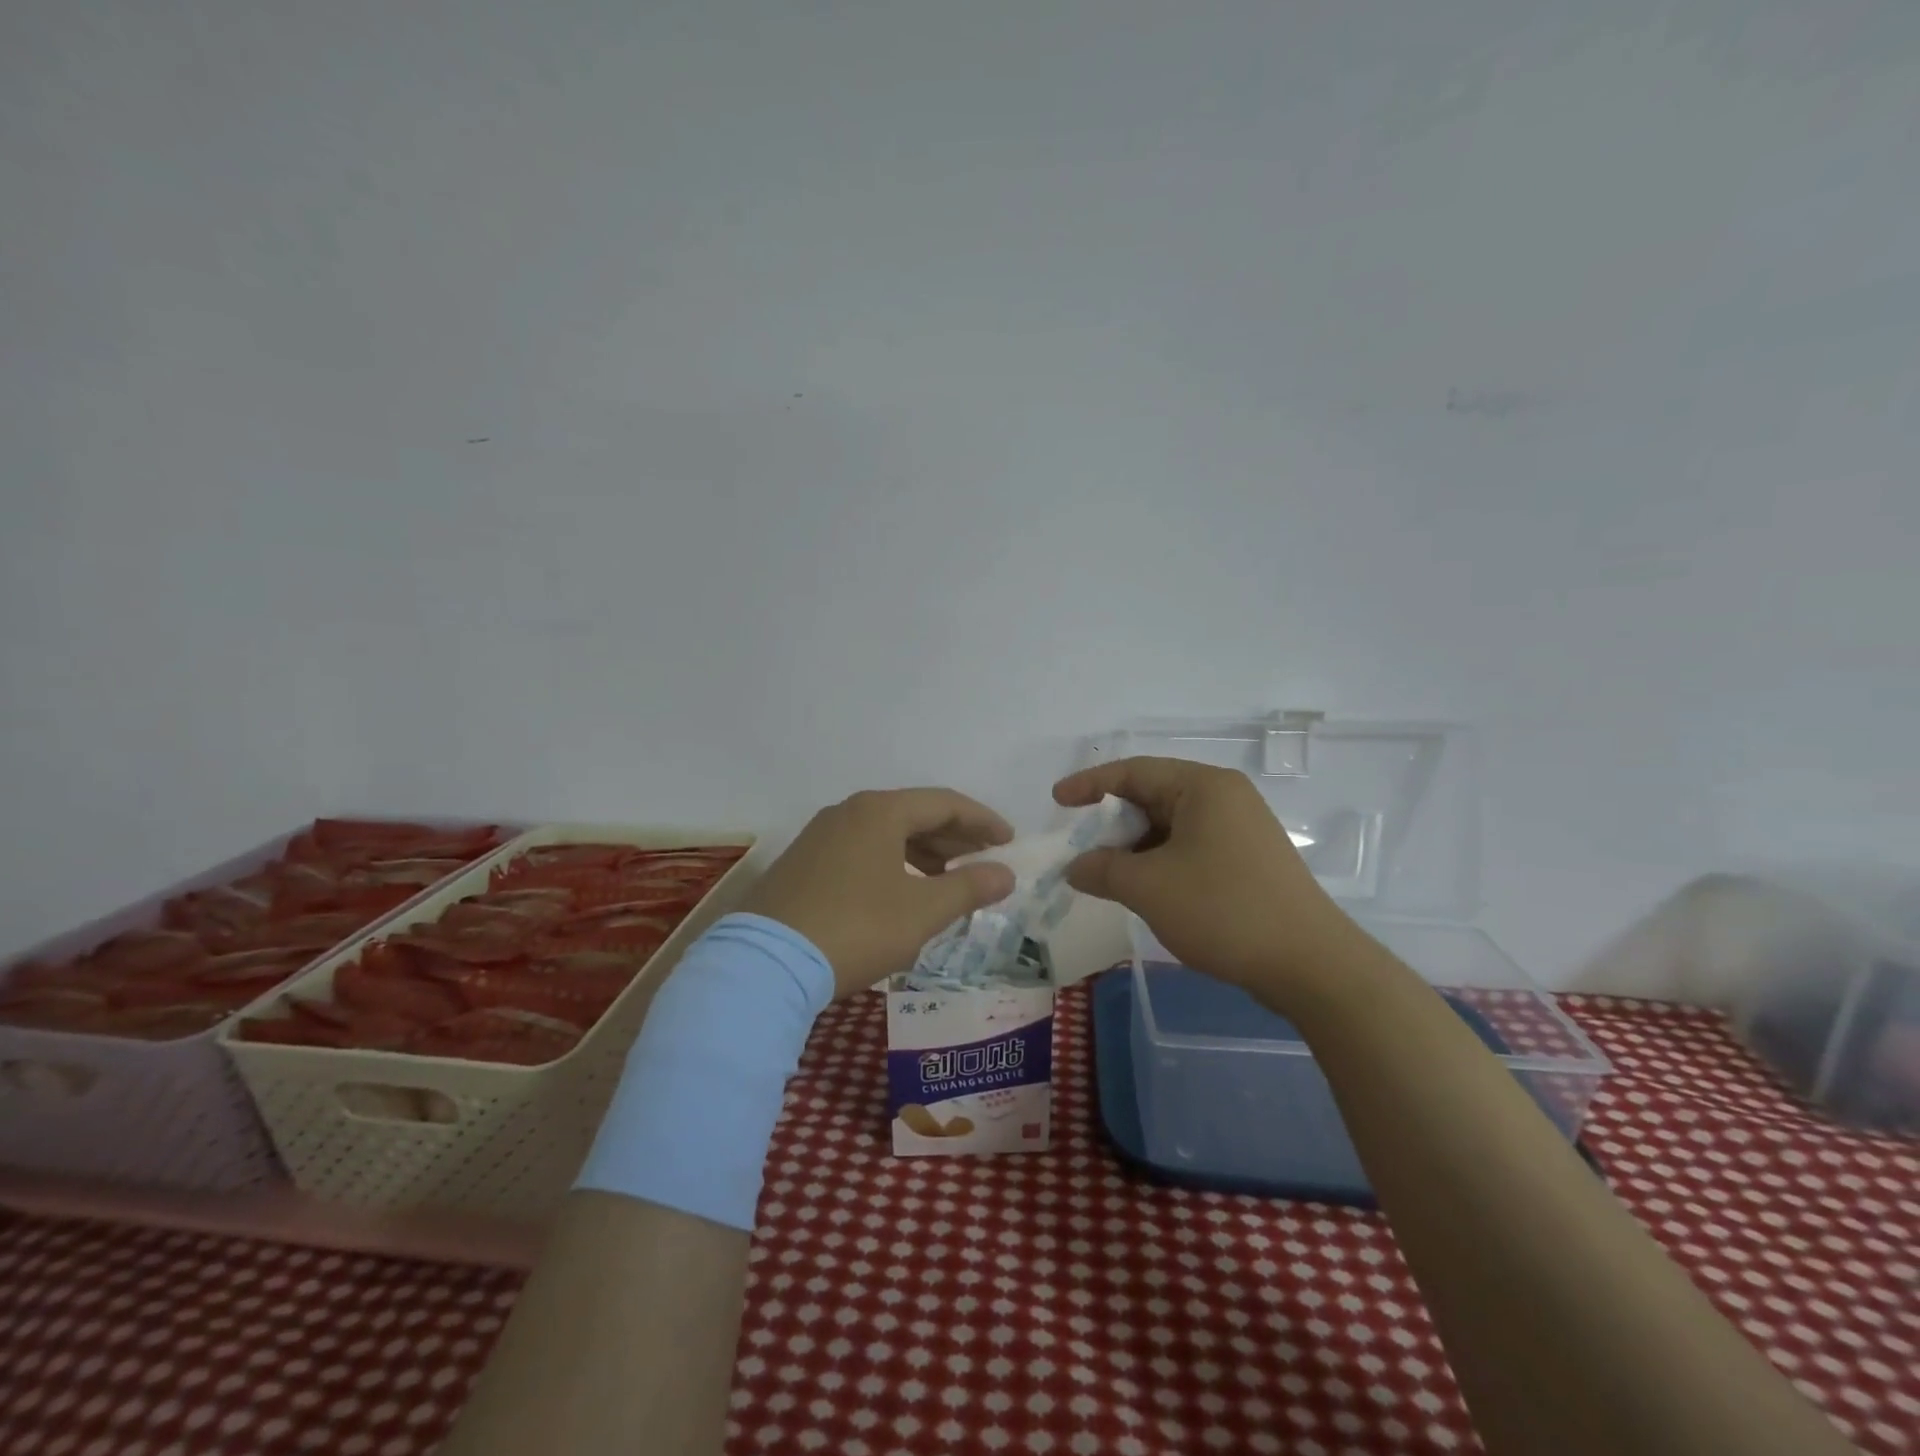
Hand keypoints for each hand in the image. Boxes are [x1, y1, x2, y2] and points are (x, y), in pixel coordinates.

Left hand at [739, 789, 1016, 997]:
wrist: (766, 964)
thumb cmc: (857, 928)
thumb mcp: (922, 911)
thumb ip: (969, 888)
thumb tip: (1005, 873)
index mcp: (879, 811)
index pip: (945, 803)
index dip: (983, 821)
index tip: (1009, 843)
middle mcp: (848, 812)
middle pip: (915, 815)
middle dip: (955, 839)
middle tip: (985, 864)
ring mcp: (820, 837)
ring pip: (886, 835)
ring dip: (925, 854)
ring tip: (950, 882)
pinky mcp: (803, 864)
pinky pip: (862, 852)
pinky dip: (893, 865)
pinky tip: (903, 894)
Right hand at [1054, 757, 1349, 1002]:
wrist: (1310, 965)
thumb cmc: (1224, 910)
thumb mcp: (1149, 887)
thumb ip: (1102, 869)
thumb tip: (1075, 867)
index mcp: (1203, 787)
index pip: (1134, 772)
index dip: (1090, 785)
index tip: (1056, 801)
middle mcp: (1224, 797)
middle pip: (1152, 796)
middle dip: (1112, 821)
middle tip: (1079, 846)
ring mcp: (1240, 829)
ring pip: (1170, 825)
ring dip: (1134, 846)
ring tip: (1106, 873)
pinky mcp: (1248, 860)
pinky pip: (1190, 847)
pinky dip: (1159, 861)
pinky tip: (1143, 888)